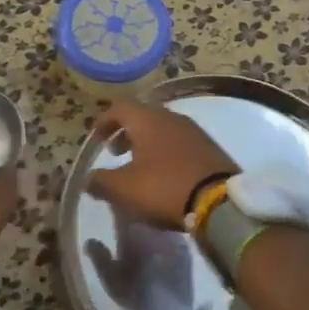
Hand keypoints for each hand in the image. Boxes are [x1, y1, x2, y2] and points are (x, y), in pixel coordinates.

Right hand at [89, 99, 236, 230]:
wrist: (220, 202)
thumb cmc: (165, 188)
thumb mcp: (125, 189)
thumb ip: (102, 181)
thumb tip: (88, 179)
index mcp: (147, 119)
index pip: (120, 107)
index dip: (105, 121)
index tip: (97, 138)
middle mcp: (170, 117)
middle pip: (142, 115)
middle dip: (126, 132)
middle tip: (116, 152)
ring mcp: (193, 130)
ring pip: (162, 128)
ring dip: (146, 142)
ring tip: (139, 166)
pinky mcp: (209, 147)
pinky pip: (179, 141)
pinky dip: (165, 151)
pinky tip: (165, 173)